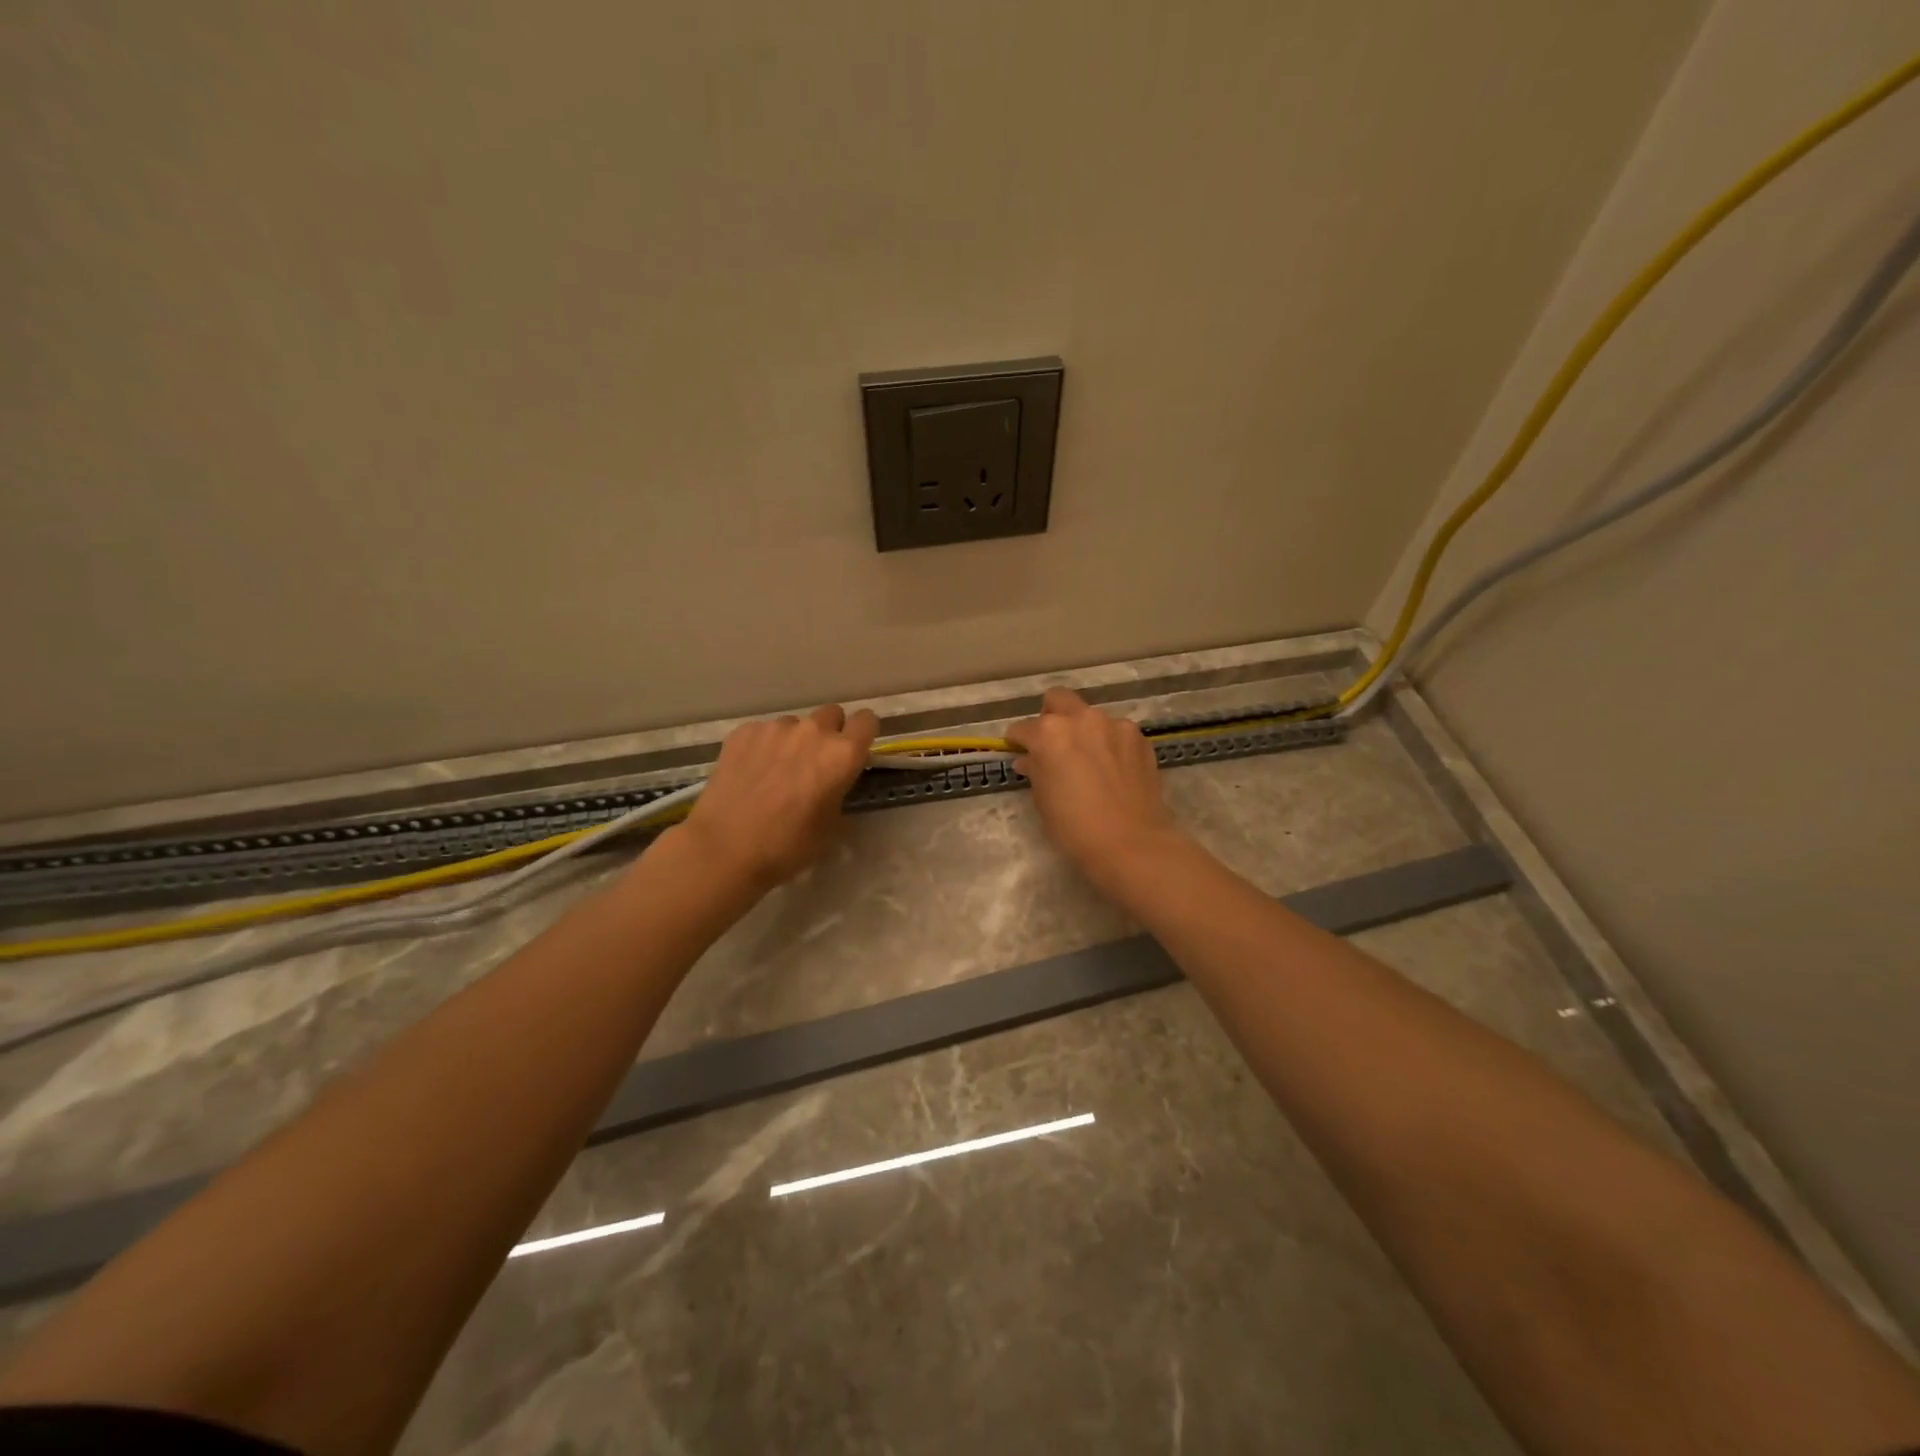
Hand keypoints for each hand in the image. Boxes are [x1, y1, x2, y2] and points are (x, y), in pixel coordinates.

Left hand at [677, 705, 878, 892]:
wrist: (725, 848)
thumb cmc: (787, 846)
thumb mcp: (830, 824)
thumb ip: (838, 790)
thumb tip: (832, 781)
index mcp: (842, 754)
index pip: (867, 720)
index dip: (862, 734)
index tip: (854, 751)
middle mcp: (813, 731)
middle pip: (831, 714)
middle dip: (829, 733)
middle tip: (815, 762)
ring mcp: (775, 728)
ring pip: (795, 724)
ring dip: (793, 740)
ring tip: (776, 771)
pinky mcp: (743, 732)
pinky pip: (763, 731)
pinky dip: (763, 746)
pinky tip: (750, 773)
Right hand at [1006, 688, 1185, 898]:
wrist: (1131, 842)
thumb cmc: (1074, 827)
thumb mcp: (1043, 800)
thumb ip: (1035, 770)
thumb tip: (1028, 760)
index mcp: (1049, 733)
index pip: (1023, 728)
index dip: (1018, 742)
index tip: (1019, 752)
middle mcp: (1081, 719)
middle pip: (1058, 700)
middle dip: (1050, 716)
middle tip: (1052, 744)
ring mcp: (1114, 725)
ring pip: (1091, 716)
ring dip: (1084, 731)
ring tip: (1088, 760)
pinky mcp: (1139, 738)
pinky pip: (1116, 732)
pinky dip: (1109, 743)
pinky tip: (1112, 768)